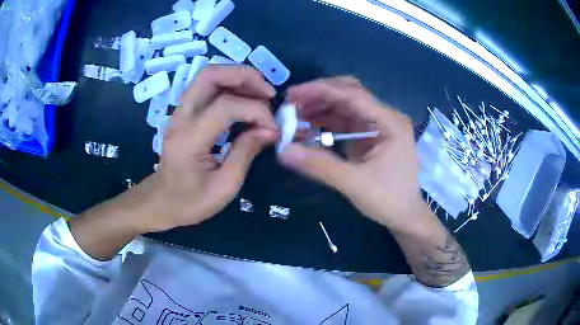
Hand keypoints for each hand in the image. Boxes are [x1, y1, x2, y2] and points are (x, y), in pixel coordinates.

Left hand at [130, 66, 278, 231]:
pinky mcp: (184, 112)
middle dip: (245, 76)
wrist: (161, 201)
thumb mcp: (224, 187)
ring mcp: (180, 111)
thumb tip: (269, 130)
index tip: (273, 129)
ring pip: (208, 76)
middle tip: (269, 93)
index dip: (256, 111)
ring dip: (238, 77)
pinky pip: (207, 87)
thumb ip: (246, 153)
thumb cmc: (190, 202)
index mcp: (189, 139)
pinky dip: (230, 85)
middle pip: (210, 75)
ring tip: (261, 94)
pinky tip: (245, 99)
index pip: (225, 106)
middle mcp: (181, 117)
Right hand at [278, 77, 423, 229]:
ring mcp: (378, 126)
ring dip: (320, 109)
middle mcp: (385, 118)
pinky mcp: (370, 137)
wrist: (405, 216)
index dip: (320, 91)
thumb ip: (319, 165)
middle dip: (319, 97)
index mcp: (390, 122)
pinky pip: (345, 123)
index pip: (353, 95)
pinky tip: (308, 128)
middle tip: (292, 104)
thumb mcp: (354, 183)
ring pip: (345, 107)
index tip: (292, 94)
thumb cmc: (389, 200)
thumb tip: (283, 151)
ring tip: (295, 118)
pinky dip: (326, 123)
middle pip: (349, 95)